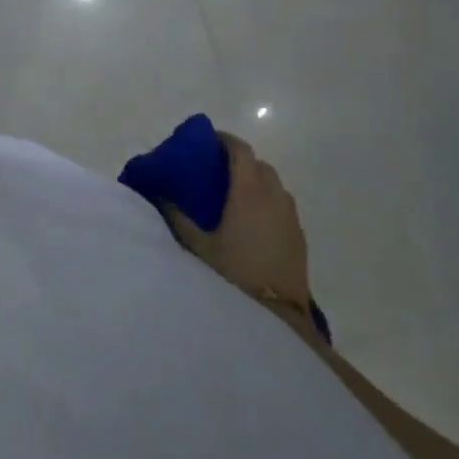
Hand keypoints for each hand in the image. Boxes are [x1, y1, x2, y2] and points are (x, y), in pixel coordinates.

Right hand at [164, 131, 311, 308]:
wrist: (278, 317)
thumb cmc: (234, 274)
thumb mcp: (197, 246)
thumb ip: (177, 217)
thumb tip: (159, 195)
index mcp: (249, 192)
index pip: (241, 151)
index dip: (225, 140)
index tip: (208, 141)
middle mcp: (274, 197)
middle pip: (259, 165)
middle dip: (240, 161)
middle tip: (216, 171)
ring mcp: (291, 218)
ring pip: (274, 185)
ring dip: (256, 182)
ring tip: (234, 197)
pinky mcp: (299, 237)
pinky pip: (282, 207)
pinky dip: (268, 203)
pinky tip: (252, 223)